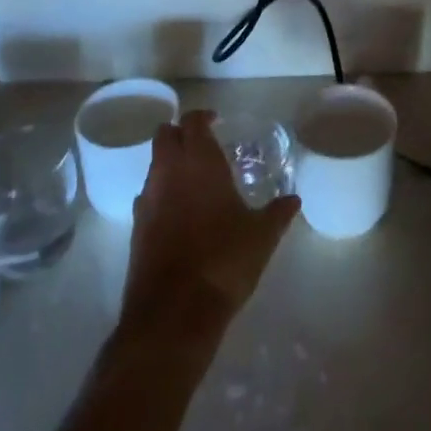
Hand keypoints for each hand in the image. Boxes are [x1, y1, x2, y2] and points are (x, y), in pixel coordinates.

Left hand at [120, 110, 300, 345]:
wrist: (173, 314)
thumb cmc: (223, 261)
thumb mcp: (262, 236)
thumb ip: (278, 212)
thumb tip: (294, 199)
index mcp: (199, 161)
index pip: (193, 121)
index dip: (204, 116)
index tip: (217, 121)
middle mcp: (169, 171)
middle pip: (165, 135)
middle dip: (181, 134)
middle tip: (203, 145)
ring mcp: (148, 200)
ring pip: (154, 165)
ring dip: (169, 164)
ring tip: (194, 181)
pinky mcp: (136, 229)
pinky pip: (148, 196)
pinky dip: (161, 194)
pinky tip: (179, 215)